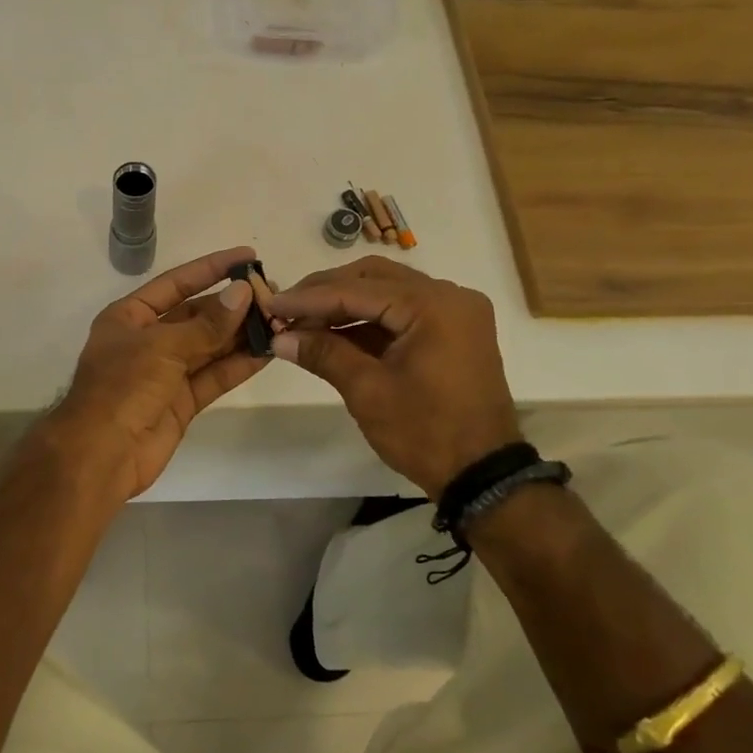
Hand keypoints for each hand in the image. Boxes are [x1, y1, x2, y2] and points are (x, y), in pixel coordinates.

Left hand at [47, 246, 268, 504]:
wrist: (101, 454)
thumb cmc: (122, 386)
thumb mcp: (162, 346)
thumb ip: (206, 324)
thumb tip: (243, 293)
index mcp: (129, 317)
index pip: (176, 283)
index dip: (211, 268)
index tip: (247, 256)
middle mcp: (148, 340)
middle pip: (196, 315)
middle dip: (232, 305)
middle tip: (273, 295)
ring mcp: (165, 372)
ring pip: (209, 346)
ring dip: (240, 335)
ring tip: (279, 320)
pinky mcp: (181, 402)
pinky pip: (213, 376)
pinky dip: (238, 365)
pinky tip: (267, 351)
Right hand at [268, 256, 519, 500]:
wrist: (482, 474)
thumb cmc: (425, 432)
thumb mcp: (368, 391)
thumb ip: (324, 353)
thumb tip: (279, 337)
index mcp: (434, 305)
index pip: (358, 290)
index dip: (309, 298)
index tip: (270, 304)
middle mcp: (450, 296)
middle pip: (374, 278)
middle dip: (326, 292)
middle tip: (286, 308)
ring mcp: (455, 312)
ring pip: (387, 291)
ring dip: (345, 304)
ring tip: (303, 321)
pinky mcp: (453, 330)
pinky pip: (402, 311)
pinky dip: (368, 320)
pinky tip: (333, 331)